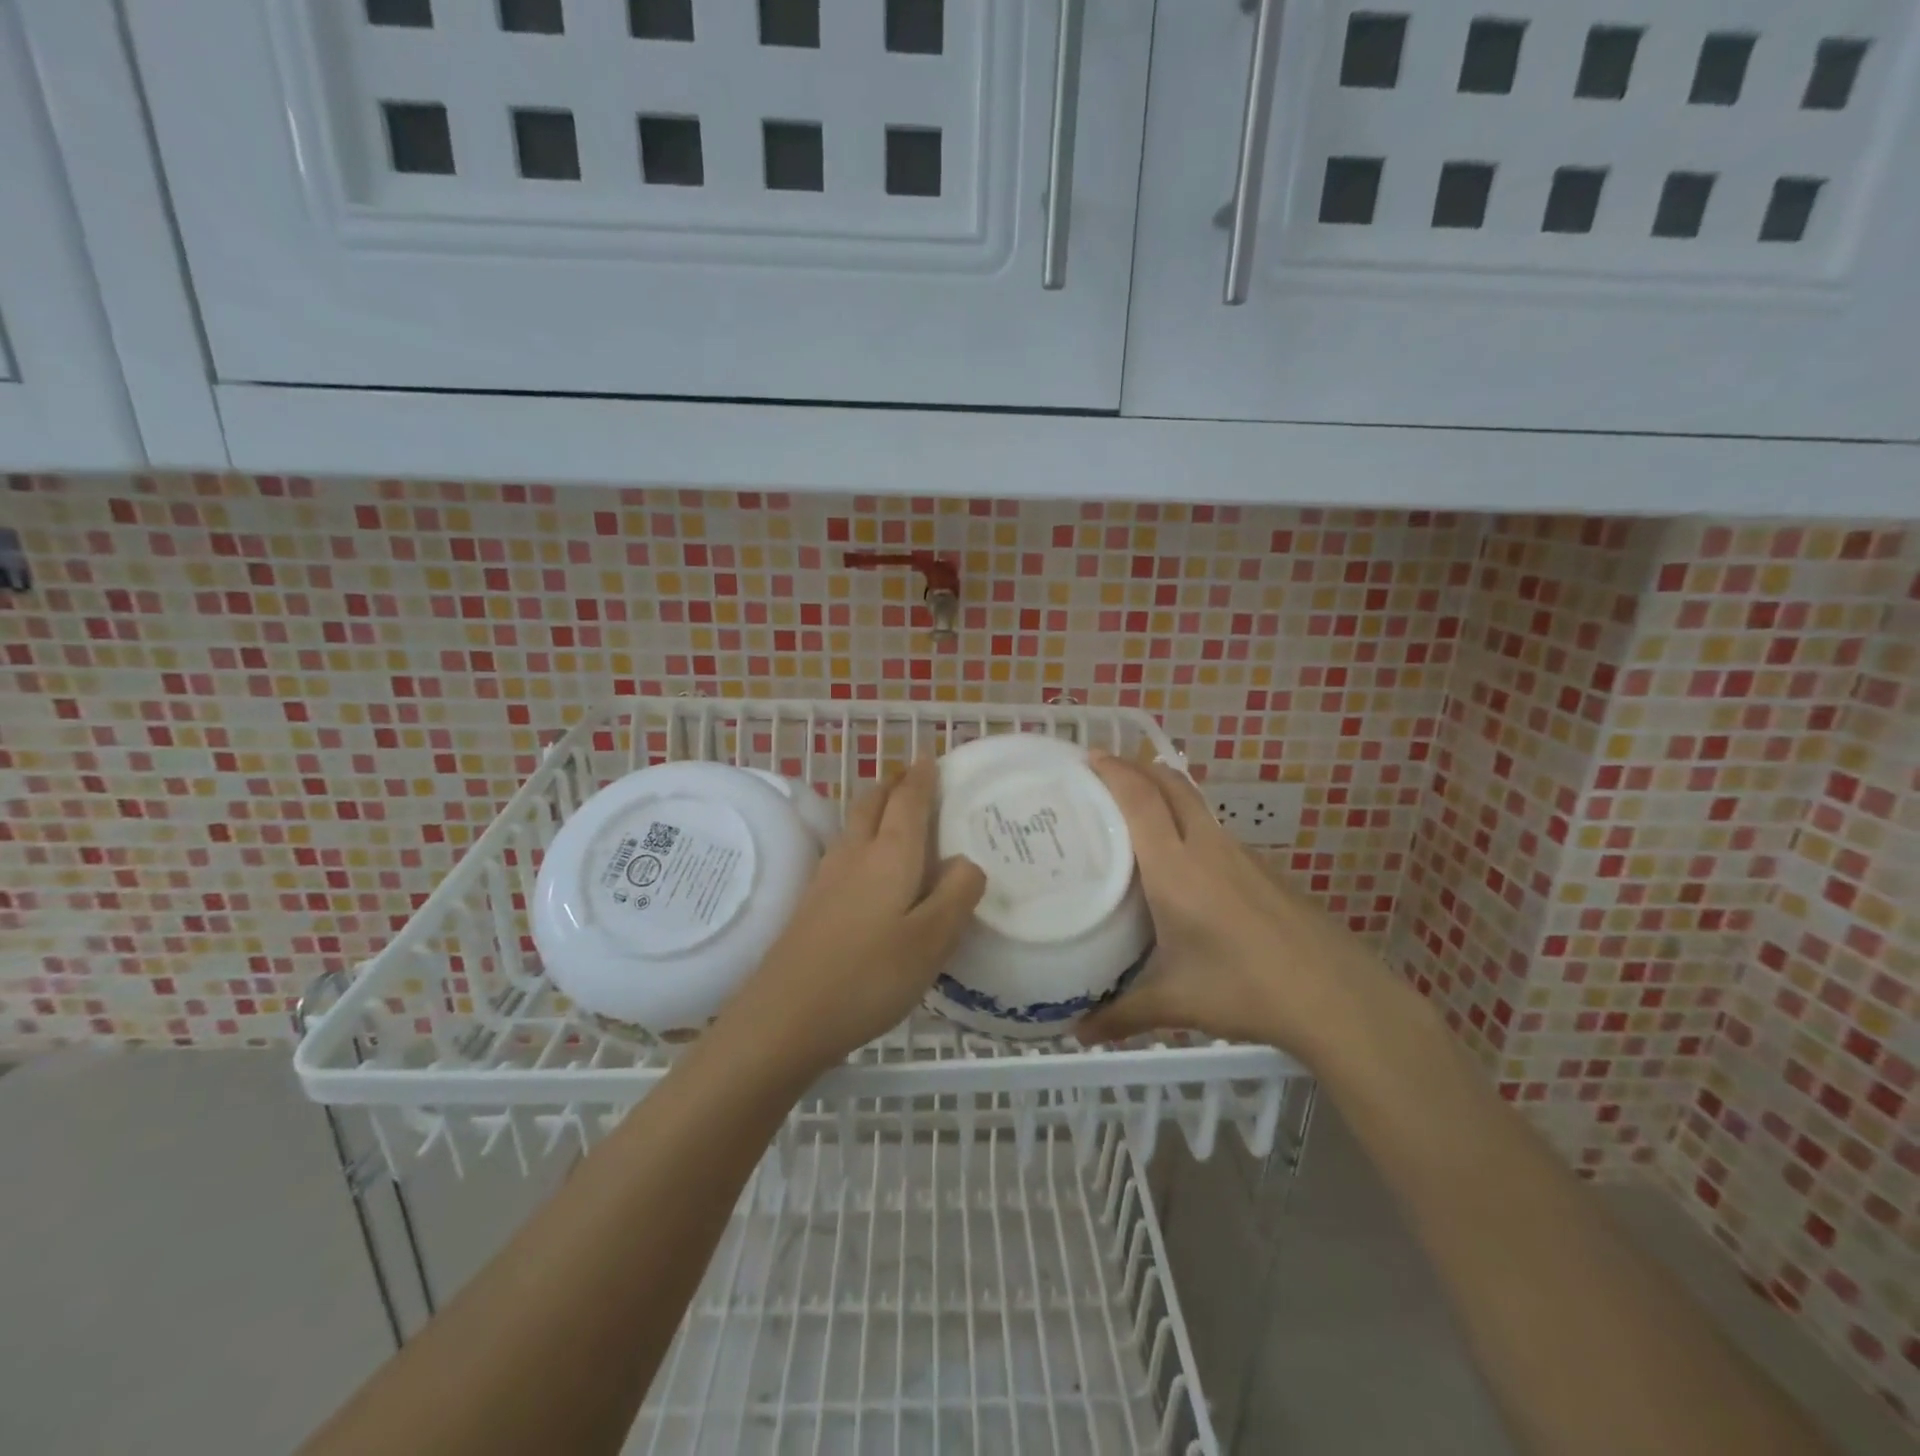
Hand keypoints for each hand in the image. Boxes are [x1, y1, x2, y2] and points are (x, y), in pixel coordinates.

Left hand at [719, 758, 985, 1077]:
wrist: (784, 1018)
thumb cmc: (868, 977)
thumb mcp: (931, 941)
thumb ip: (957, 895)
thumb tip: (967, 861)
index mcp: (889, 857)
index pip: (908, 803)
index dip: (922, 779)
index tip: (930, 758)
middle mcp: (855, 856)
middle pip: (872, 804)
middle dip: (893, 785)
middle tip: (911, 777)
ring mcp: (826, 879)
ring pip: (853, 826)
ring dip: (873, 807)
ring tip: (891, 810)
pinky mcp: (811, 904)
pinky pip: (842, 851)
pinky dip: (860, 838)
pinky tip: (863, 864)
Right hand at [1075, 752, 1390, 1060]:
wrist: (1337, 997)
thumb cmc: (1245, 989)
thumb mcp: (1175, 1003)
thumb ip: (1121, 1014)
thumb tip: (1077, 1033)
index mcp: (1176, 867)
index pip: (1140, 799)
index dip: (1113, 771)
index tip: (1087, 757)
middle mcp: (1207, 847)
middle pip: (1171, 784)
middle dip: (1137, 768)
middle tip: (1103, 773)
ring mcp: (1242, 856)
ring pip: (1196, 805)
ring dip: (1165, 794)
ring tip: (1135, 812)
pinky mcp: (1264, 870)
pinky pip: (1215, 831)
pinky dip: (1188, 824)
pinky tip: (1183, 864)